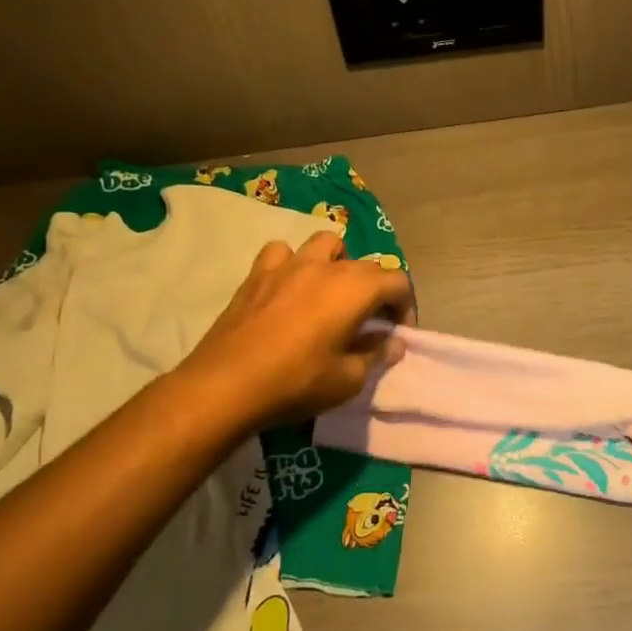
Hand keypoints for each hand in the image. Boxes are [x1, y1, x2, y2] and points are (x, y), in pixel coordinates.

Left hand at [179, 232, 414, 428]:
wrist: (225, 386)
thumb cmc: (296, 382)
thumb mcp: (348, 380)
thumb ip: (376, 355)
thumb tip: (393, 342)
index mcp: (356, 289)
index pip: (398, 282)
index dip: (406, 307)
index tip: (397, 333)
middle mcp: (328, 267)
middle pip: (367, 266)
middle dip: (377, 290)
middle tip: (370, 323)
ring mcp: (289, 265)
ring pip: (326, 244)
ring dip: (338, 263)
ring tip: (332, 292)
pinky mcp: (257, 274)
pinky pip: (281, 253)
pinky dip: (291, 264)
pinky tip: (289, 287)